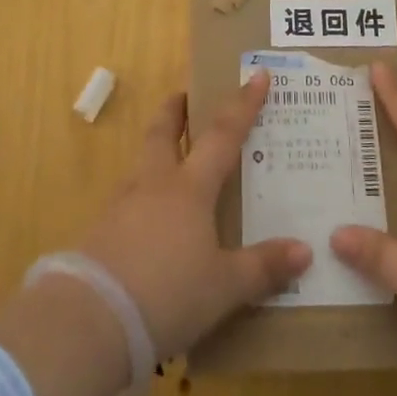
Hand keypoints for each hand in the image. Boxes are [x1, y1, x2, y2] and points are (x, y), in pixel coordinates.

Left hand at [80, 71, 311, 359]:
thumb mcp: (224, 287)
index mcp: (190, 188)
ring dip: (157, 150)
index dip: (242, 104)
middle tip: (186, 95)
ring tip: (172, 160)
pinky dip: (142, 194)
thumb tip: (305, 251)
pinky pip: (127, 198)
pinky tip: (150, 218)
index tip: (256, 75)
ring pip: (142, 162)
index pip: (223, 134)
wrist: (91, 320)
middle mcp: (154, 184)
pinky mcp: (100, 232)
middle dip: (175, 110)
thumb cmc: (168, 293)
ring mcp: (122, 205)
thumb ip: (263, 267)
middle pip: (163, 131)